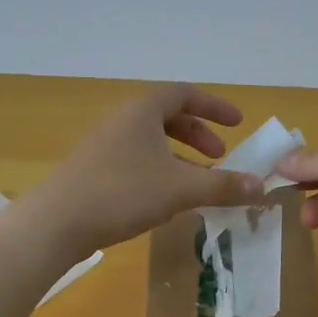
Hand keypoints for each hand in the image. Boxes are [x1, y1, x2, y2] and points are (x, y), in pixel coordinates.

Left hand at [28, 85, 266, 254]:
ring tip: (199, 184)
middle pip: (167, 117)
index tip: (238, 123)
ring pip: (151, 142)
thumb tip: (261, 187)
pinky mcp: (93, 171)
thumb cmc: (122, 193)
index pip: (184, 94)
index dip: (214, 107)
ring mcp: (104, 146)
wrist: (56, 222)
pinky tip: (166, 200)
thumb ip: (223, 187)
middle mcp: (122, 121)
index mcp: (142, 111)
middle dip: (198, 134)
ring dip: (180, 158)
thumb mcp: (180, 189)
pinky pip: (136, 161)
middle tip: (219, 158)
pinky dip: (160, 172)